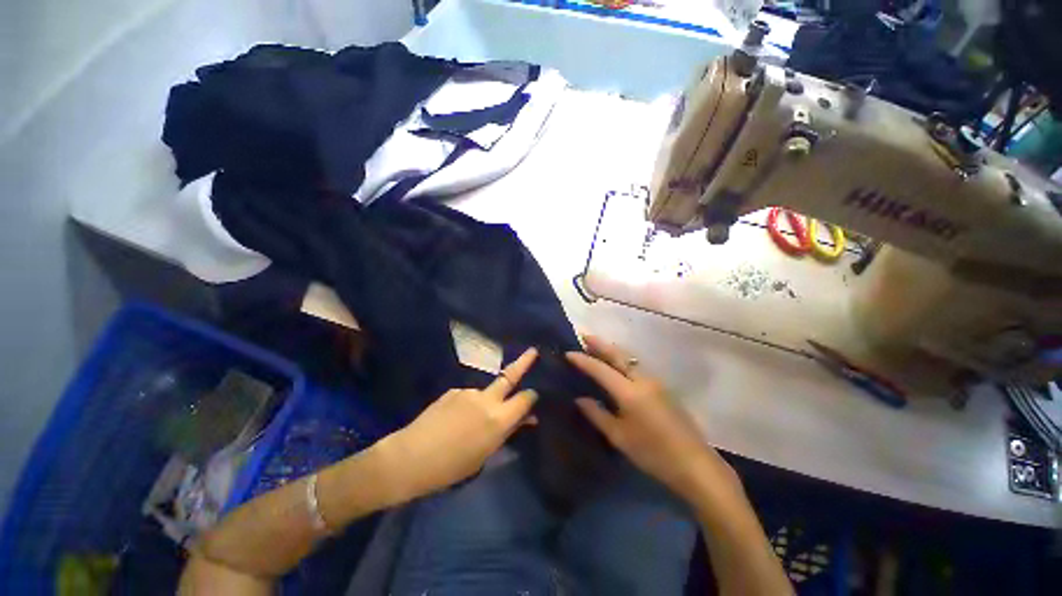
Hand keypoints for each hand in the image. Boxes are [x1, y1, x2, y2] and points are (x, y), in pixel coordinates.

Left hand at [381, 348, 539, 501]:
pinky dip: (468, 405)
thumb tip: (528, 419)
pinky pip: (467, 396)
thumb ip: (508, 432)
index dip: (532, 396)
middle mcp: (487, 399)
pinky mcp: (453, 391)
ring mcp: (468, 391)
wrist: (410, 457)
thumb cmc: (451, 467)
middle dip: (524, 361)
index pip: (525, 398)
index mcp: (498, 419)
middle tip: (533, 350)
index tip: (534, 396)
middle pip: (510, 375)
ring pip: (486, 392)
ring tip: (468, 424)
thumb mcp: (485, 454)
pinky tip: (454, 420)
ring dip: (486, 401)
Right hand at [567, 336, 734, 500]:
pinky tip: (617, 367)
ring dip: (612, 351)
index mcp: (629, 392)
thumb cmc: (653, 454)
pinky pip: (637, 367)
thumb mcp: (619, 437)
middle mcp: (643, 380)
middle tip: (584, 336)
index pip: (601, 369)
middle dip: (600, 344)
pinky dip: (623, 361)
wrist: (695, 464)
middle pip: (618, 355)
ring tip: (597, 348)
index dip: (583, 360)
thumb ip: (597, 414)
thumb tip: (580, 398)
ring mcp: (656, 382)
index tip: (568, 352)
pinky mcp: (663, 388)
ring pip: (630, 359)